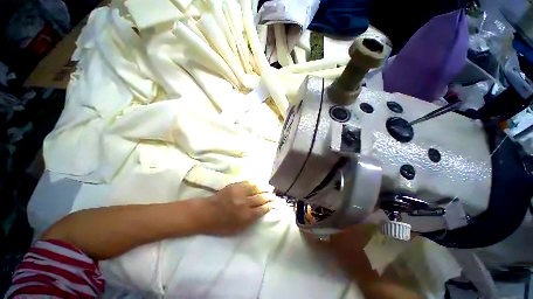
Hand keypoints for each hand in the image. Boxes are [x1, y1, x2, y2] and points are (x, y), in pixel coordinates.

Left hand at [202, 181, 273, 234]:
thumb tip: (261, 212)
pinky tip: (260, 183)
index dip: (270, 205)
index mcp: (245, 216)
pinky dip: (256, 183)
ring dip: (265, 188)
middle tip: (275, 196)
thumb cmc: (221, 225)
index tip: (275, 203)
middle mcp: (244, 203)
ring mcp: (239, 192)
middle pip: (261, 198)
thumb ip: (251, 220)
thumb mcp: (237, 229)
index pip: (262, 209)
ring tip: (270, 188)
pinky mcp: (235, 186)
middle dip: (270, 197)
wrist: (206, 212)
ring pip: (256, 188)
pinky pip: (248, 183)